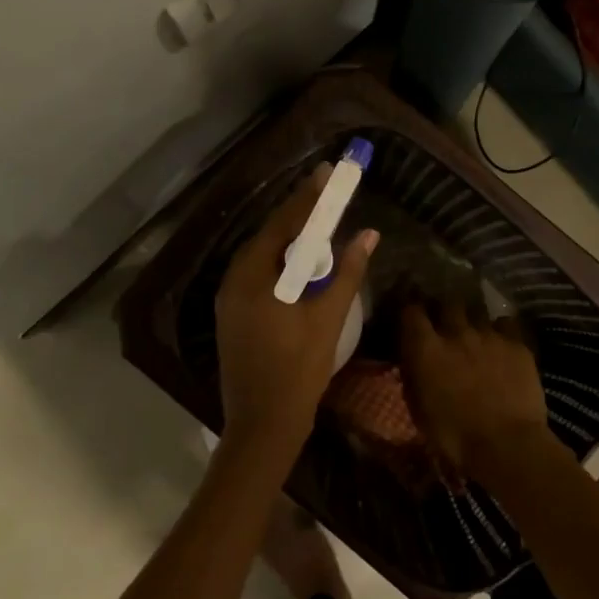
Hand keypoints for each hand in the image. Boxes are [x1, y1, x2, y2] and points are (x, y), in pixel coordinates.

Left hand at [214, 165, 377, 458]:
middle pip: (270, 235)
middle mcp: (233, 280)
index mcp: (253, 277)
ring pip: (263, 255)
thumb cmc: (298, 371)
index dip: (308, 197)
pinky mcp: (233, 314)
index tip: (327, 172)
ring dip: (290, 238)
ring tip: (319, 221)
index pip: (284, 224)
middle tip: (327, 193)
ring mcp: (229, 299)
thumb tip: (368, 234)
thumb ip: (348, 272)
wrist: (263, 425)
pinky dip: (281, 262)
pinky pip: (258, 274)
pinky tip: (301, 263)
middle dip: (299, 214)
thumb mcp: (328, 318)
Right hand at [399, 305, 553, 478]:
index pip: (412, 311)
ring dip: (473, 321)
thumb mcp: (420, 410)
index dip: (411, 311)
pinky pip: (506, 324)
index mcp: (426, 349)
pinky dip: (501, 331)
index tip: (413, 318)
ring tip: (476, 334)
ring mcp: (489, 335)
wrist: (507, 444)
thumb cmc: (454, 436)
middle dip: (446, 311)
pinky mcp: (517, 343)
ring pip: (477, 312)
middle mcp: (456, 332)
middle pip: (448, 304)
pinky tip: (502, 343)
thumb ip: (414, 377)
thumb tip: (413, 363)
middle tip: (447, 325)